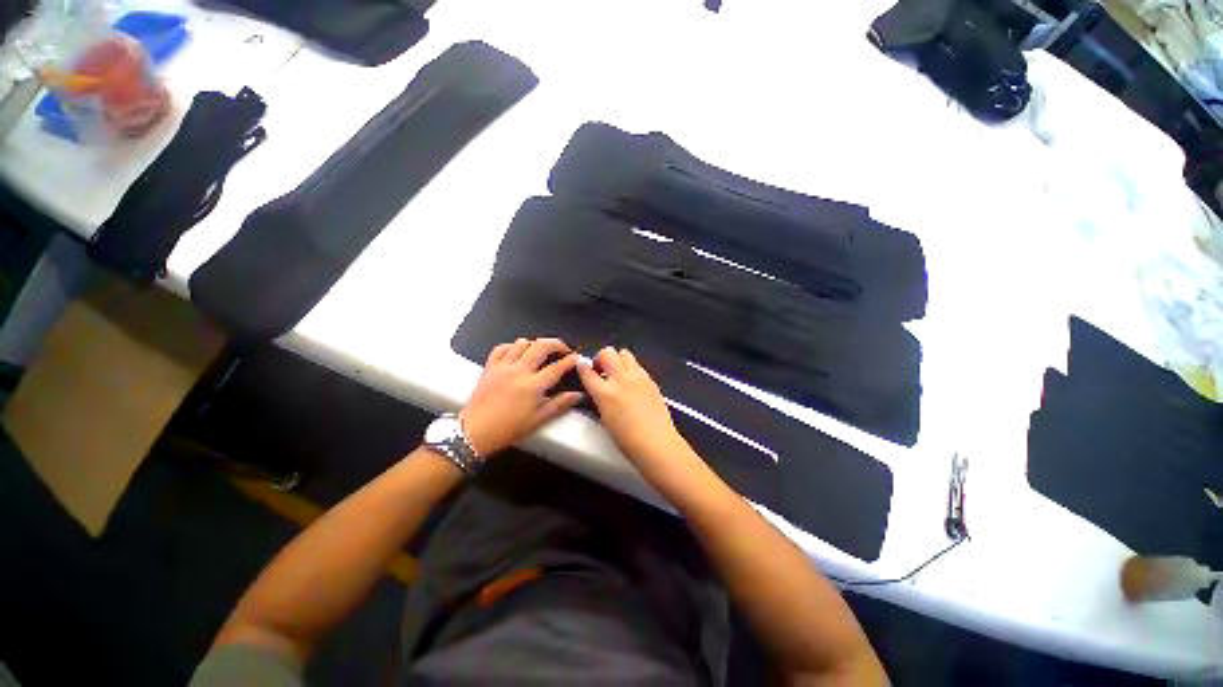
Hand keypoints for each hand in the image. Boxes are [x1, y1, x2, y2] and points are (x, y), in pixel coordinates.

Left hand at [459, 338, 582, 456]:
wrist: (474, 432)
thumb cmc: (507, 429)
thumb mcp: (537, 420)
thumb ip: (559, 404)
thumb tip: (577, 395)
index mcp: (532, 385)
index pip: (557, 367)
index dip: (570, 360)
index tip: (577, 359)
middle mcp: (518, 370)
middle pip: (541, 346)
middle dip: (557, 344)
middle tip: (564, 349)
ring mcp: (502, 366)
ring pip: (522, 342)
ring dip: (536, 343)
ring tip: (542, 351)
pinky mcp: (489, 366)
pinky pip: (501, 347)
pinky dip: (512, 346)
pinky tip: (517, 352)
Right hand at [576, 347, 688, 467]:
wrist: (656, 443)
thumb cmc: (626, 440)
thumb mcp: (605, 418)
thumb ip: (600, 399)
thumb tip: (598, 389)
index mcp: (605, 393)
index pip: (588, 372)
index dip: (582, 366)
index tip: (581, 365)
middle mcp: (621, 379)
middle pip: (607, 353)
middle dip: (601, 358)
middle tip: (601, 370)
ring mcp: (638, 377)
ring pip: (625, 353)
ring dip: (618, 359)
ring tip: (618, 373)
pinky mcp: (651, 380)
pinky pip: (638, 365)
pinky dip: (631, 369)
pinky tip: (633, 383)